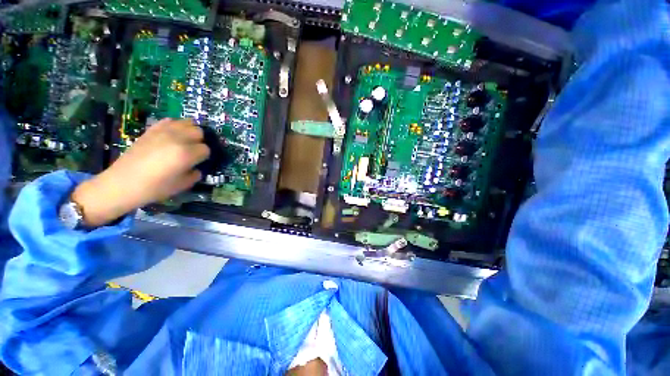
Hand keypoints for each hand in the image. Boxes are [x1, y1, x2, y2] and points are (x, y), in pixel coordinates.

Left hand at [71, 118, 209, 226]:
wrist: (122, 183)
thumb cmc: (154, 188)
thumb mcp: (182, 185)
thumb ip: (195, 174)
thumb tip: (197, 167)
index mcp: (186, 154)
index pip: (206, 149)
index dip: (204, 156)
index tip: (198, 162)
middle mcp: (177, 139)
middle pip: (199, 132)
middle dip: (199, 141)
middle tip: (193, 151)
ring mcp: (163, 132)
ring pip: (187, 122)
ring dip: (190, 131)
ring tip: (185, 141)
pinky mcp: (152, 130)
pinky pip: (170, 121)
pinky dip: (176, 126)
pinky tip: (173, 135)